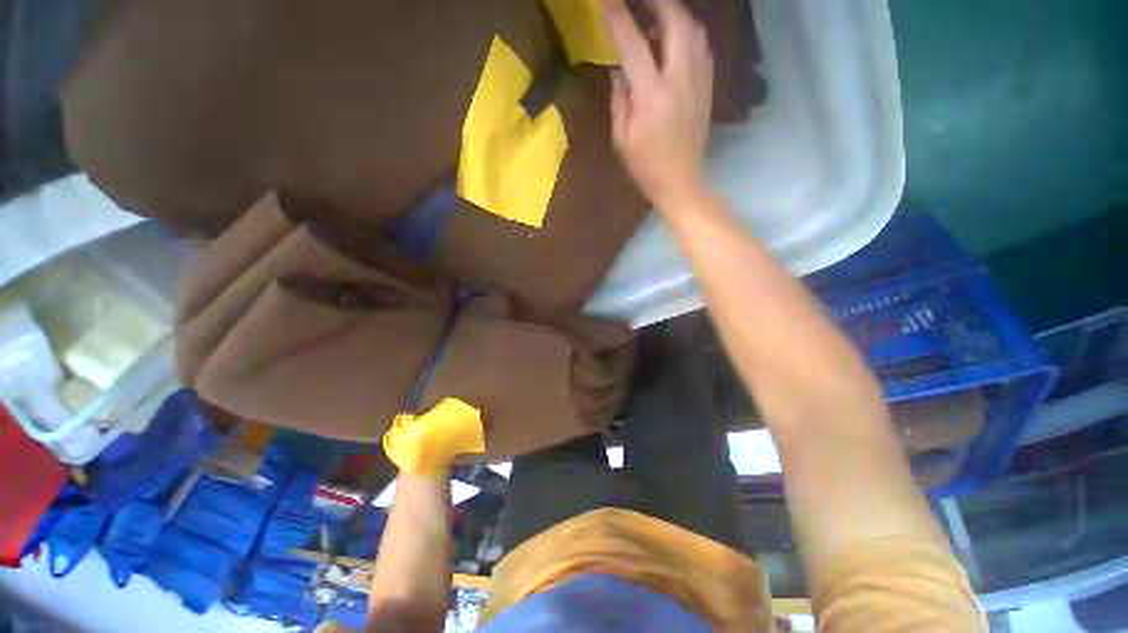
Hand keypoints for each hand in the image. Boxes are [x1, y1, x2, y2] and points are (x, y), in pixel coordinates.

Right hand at [604, 0, 713, 209]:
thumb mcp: (622, 139)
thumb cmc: (646, 167)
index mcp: (652, 96)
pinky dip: (688, 34)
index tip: (607, 2)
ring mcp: (699, 82)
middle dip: (658, 1)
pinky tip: (675, 41)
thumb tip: (617, 70)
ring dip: (675, 15)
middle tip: (640, 0)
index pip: (634, 44)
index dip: (618, 18)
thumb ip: (618, 100)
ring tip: (656, 17)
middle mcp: (680, 80)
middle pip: (676, 21)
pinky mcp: (708, 88)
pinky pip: (702, 48)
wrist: (681, 183)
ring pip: (694, 30)